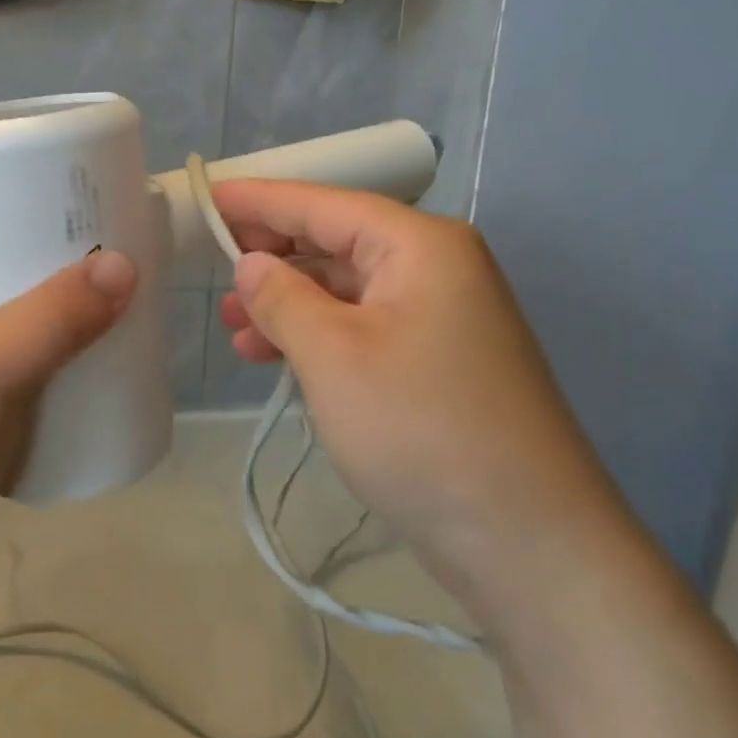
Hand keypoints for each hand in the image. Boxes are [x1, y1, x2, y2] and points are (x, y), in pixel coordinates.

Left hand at [0, 196, 136, 625]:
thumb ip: (57, 313)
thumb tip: (126, 265)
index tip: (58, 171)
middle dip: (42, 236)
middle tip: (103, 223)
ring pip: (7, 301)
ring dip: (54, 291)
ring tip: (113, 274)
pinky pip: (19, 349)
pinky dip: (54, 339)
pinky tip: (97, 338)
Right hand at [213, 180, 619, 612]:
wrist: (530, 544)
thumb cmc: (421, 429)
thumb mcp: (332, 355)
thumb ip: (281, 296)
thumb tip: (252, 262)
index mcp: (420, 244)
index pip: (323, 204)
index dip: (259, 199)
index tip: (207, 194)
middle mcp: (437, 266)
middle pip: (337, 242)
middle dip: (273, 257)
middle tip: (215, 271)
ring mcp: (442, 315)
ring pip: (346, 289)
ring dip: (289, 303)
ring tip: (233, 327)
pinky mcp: (438, 360)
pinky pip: (363, 326)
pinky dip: (318, 336)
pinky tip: (275, 358)